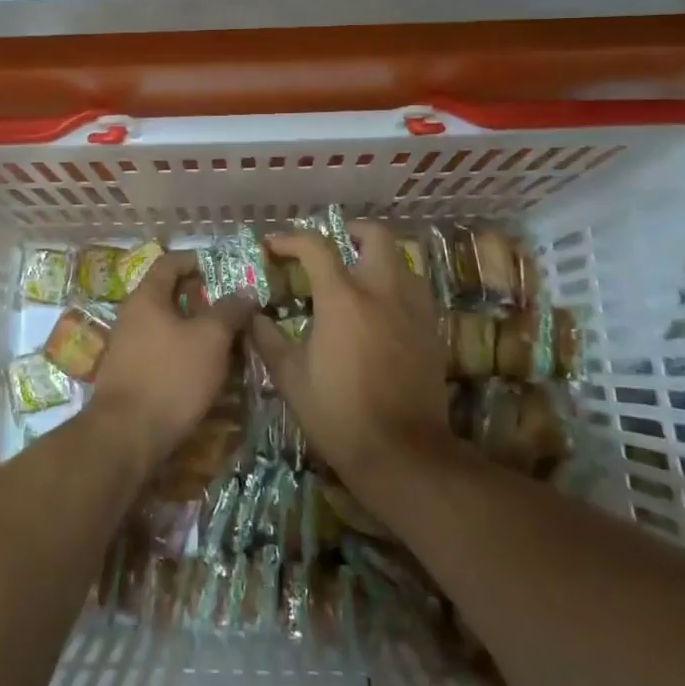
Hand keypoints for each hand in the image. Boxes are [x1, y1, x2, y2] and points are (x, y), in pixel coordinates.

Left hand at [90, 249, 256, 469]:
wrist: (127, 437)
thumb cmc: (171, 376)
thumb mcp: (210, 338)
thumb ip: (230, 310)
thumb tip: (245, 292)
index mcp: (147, 297)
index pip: (170, 262)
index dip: (198, 261)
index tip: (225, 270)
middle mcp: (133, 316)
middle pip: (171, 295)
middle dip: (205, 300)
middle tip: (235, 309)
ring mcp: (129, 347)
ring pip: (170, 327)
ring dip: (199, 331)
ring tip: (231, 342)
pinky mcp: (133, 376)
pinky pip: (164, 353)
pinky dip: (187, 354)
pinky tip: (209, 371)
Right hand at [251, 220, 453, 485]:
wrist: (402, 454)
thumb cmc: (338, 414)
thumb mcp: (290, 378)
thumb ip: (267, 339)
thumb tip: (252, 316)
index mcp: (343, 298)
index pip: (316, 247)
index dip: (291, 239)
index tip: (273, 246)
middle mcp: (382, 292)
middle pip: (376, 236)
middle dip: (352, 231)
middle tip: (332, 245)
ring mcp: (413, 310)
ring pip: (403, 259)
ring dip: (379, 258)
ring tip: (359, 275)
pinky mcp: (432, 331)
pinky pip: (417, 290)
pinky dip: (398, 285)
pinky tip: (382, 309)